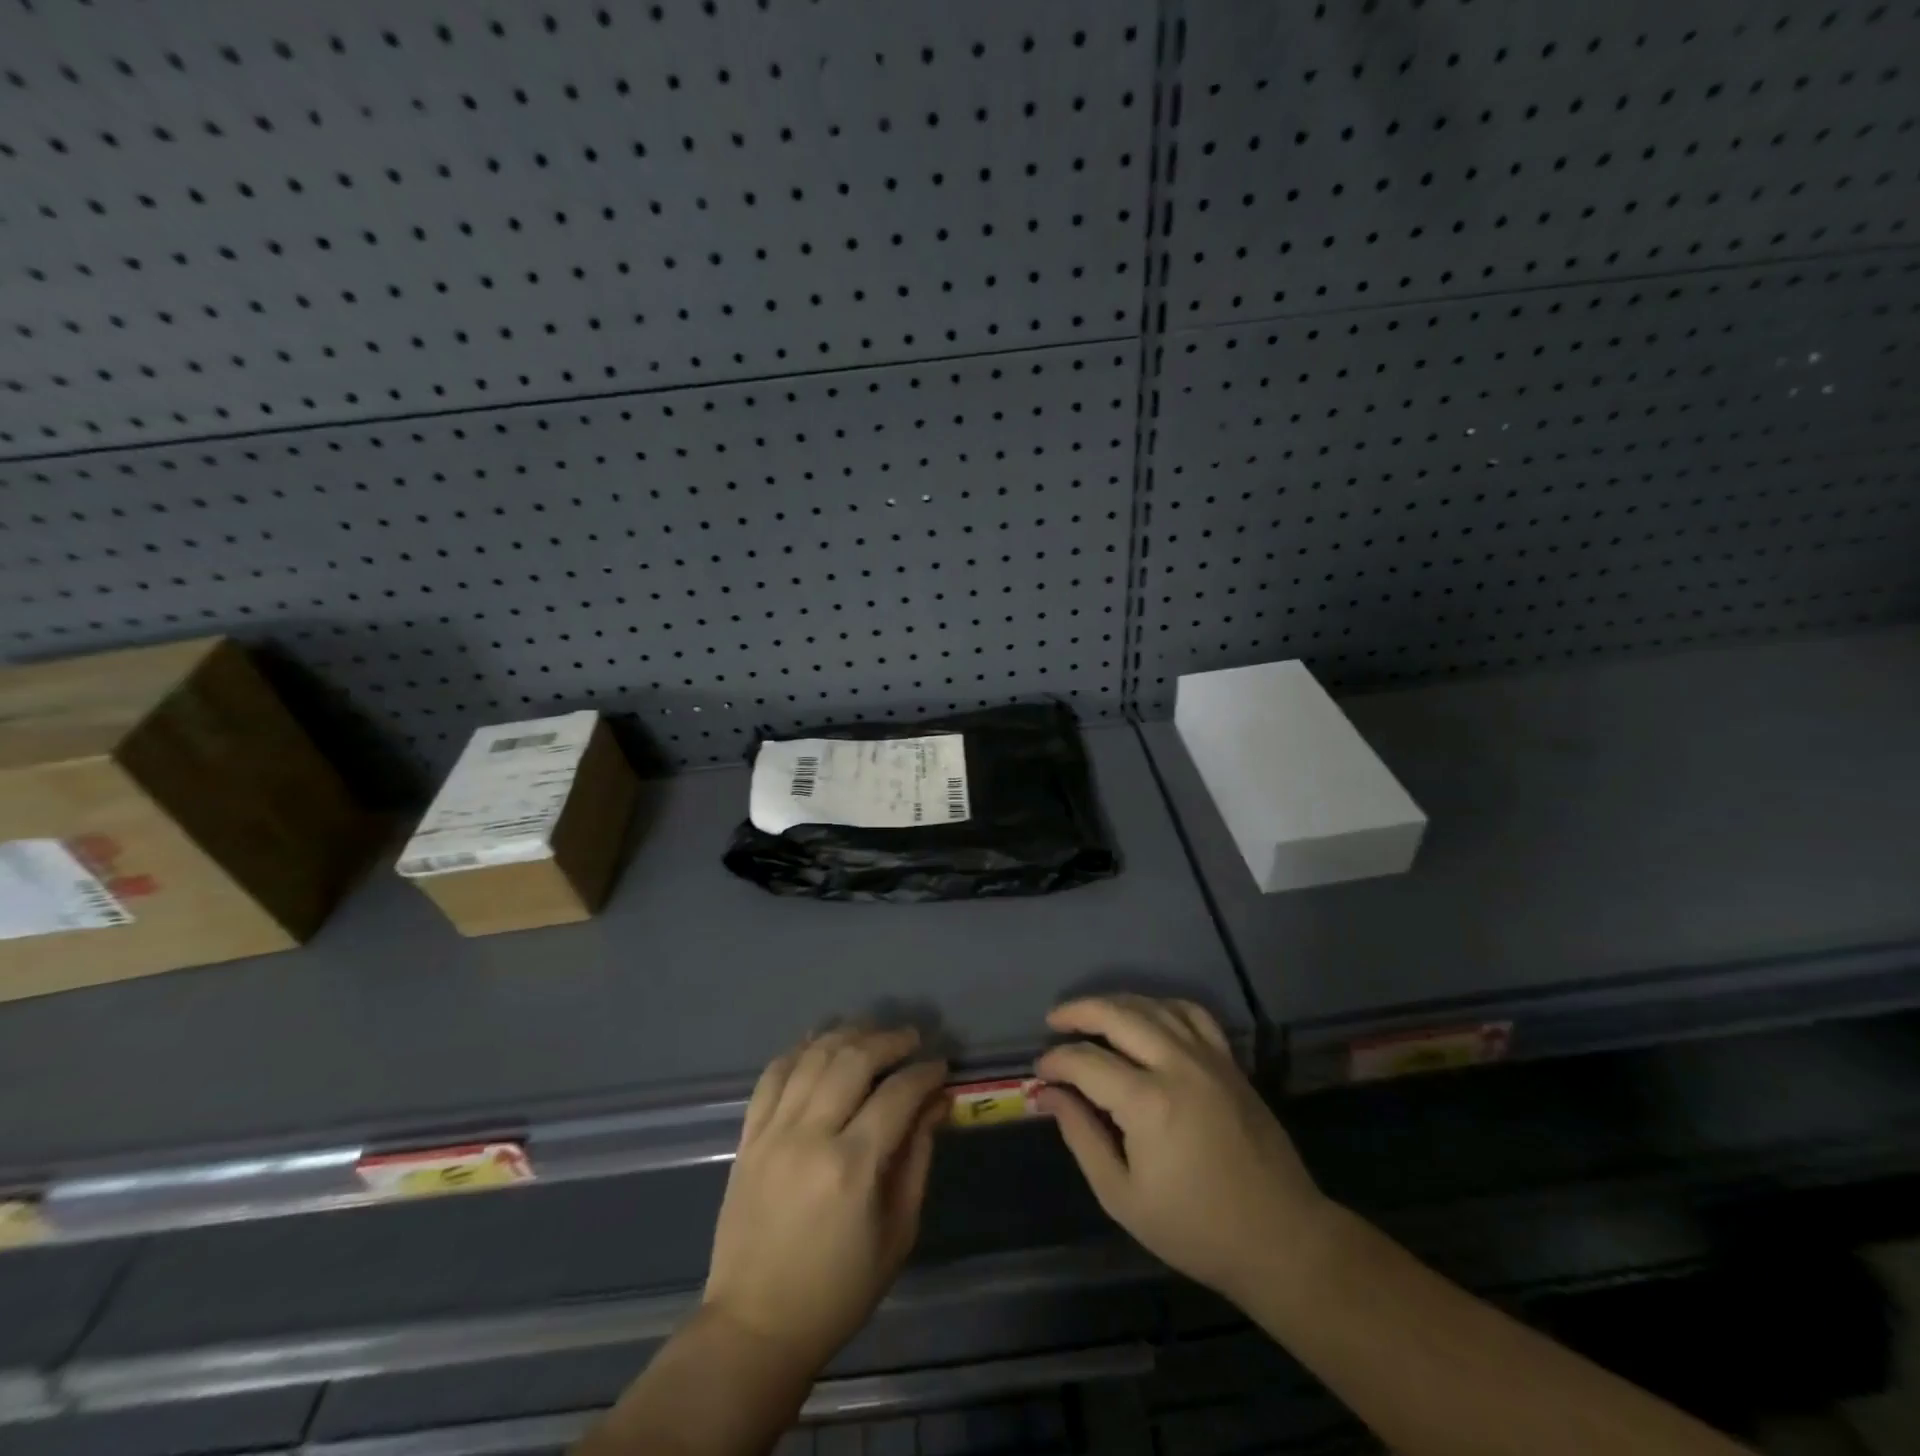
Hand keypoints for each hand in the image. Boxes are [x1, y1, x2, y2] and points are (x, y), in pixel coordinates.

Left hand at [704, 1026, 947, 1372]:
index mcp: (852, 1167)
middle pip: (853, 1059)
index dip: (924, 1073)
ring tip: (871, 1033)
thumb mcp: (897, 1234)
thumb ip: (918, 1159)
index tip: (941, 1067)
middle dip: (889, 1040)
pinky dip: (799, 1050)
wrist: (754, 1326)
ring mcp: (773, 1132)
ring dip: (847, 1034)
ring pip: (813, 1056)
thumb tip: (936, 1103)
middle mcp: (810, 1136)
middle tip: (911, 1039)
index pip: (897, 1094)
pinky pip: (773, 1074)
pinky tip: (820, 1043)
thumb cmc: (838, 1291)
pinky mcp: (748, 1137)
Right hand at [1035, 996, 1327, 1302]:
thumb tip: (1049, 1094)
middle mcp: (1177, 1065)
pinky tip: (1147, 1017)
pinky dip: (1162, 1006)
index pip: (1086, 1062)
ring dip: (1115, 1003)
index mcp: (1148, 1103)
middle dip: (1078, 1012)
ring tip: (1091, 1015)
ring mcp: (1208, 1057)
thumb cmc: (1195, 1228)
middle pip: (1117, 1014)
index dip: (1056, 1061)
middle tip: (1054, 1022)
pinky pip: (1192, 1013)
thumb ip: (1082, 1137)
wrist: (1280, 1238)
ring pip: (1152, 1006)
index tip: (1040, 1073)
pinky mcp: (1229, 1061)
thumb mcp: (1123, 1197)